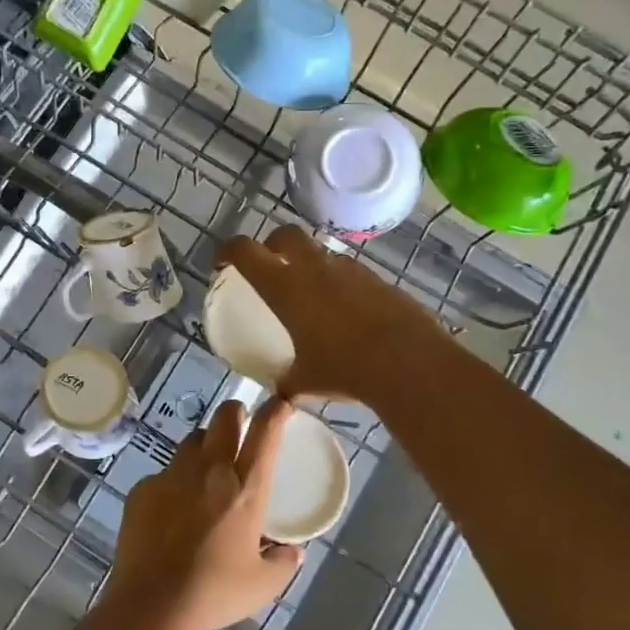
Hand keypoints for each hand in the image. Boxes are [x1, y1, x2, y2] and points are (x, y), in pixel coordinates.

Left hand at [106, 400, 305, 629]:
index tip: (279, 403)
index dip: (274, 411)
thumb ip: (283, 563)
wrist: (154, 603)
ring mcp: (172, 475)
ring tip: (204, 468)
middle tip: (238, 424)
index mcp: (245, 489)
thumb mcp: (262, 584)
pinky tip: (170, 510)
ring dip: (203, 445)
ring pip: (191, 440)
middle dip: (234, 413)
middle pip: (224, 418)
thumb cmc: (216, 592)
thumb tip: (294, 552)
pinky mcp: (143, 489)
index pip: (264, 434)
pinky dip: (172, 483)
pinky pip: (162, 474)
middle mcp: (210, 471)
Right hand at [218, 226, 446, 403]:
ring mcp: (350, 270)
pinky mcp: (378, 280)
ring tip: (312, 294)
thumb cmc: (344, 368)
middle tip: (270, 264)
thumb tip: (281, 394)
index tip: (222, 261)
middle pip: (286, 235)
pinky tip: (346, 311)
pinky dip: (340, 284)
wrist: (407, 361)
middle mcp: (314, 269)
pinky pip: (351, 273)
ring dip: (310, 264)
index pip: (245, 251)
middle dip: (272, 244)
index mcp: (285, 287)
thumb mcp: (306, 381)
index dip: (228, 250)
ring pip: (322, 253)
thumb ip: (288, 383)